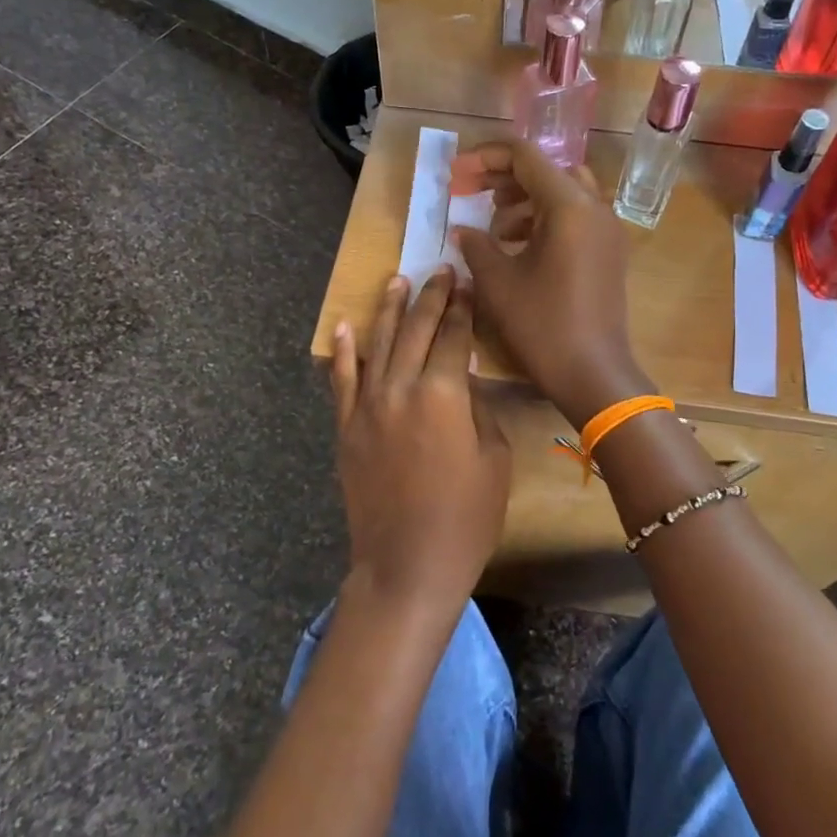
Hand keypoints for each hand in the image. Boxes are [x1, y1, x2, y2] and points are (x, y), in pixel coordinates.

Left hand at [330, 269, 510, 614]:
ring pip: (378, 344)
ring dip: (389, 310)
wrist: (408, 564)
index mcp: (444, 393)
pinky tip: (345, 326)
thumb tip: (464, 379)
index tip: (468, 285)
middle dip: (431, 297)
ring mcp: (368, 407)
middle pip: (417, 330)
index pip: (455, 337)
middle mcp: (401, 388)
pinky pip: (342, 381)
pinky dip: (344, 352)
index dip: (464, 309)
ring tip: (397, 280)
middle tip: (440, 271)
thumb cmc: (466, 517)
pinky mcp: (347, 428)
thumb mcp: (494, 458)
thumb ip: (478, 409)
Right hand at [450, 141, 648, 427]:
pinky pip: (574, 218)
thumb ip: (476, 245)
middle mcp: (594, 208)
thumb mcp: (498, 283)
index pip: (524, 156)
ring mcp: (607, 230)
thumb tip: (462, 230)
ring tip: (493, 226)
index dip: (484, 158)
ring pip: (561, 194)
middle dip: (504, 177)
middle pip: (545, 170)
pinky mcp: (608, 252)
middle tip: (469, 193)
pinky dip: (543, 221)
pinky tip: (518, 247)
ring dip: (524, 200)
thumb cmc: (542, 326)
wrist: (593, 374)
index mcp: (568, 206)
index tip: (455, 175)